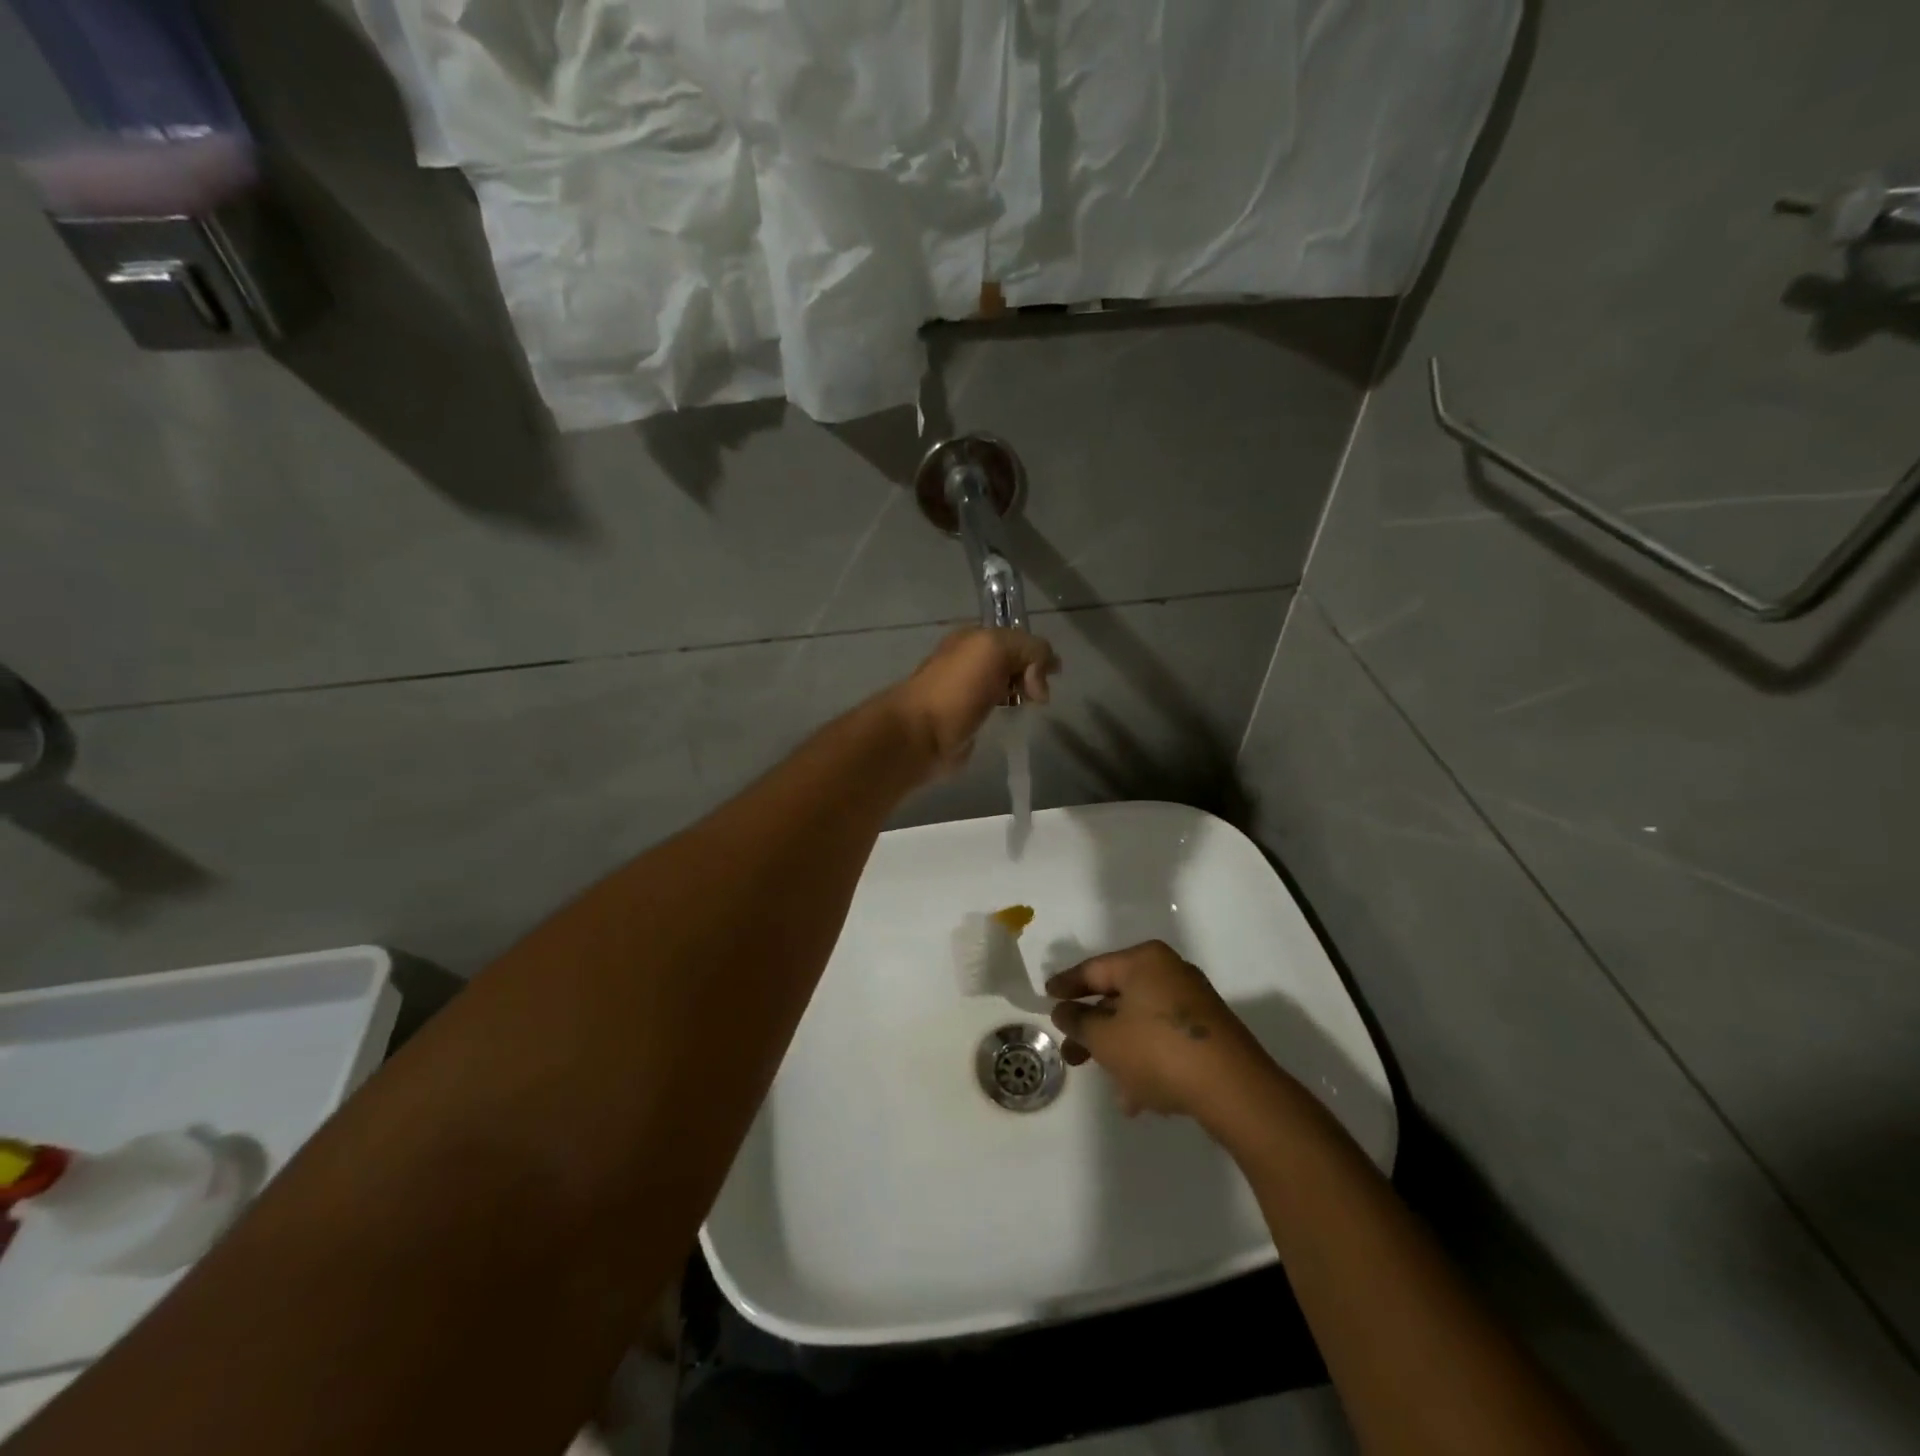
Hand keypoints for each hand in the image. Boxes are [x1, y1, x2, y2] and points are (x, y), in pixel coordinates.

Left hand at [884, 627, 1057, 772]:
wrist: (921, 734)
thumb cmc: (957, 688)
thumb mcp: (996, 649)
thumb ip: (1029, 649)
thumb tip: (1046, 672)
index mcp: (972, 639)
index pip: (1016, 638)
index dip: (1037, 653)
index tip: (1050, 675)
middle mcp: (969, 661)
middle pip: (1014, 662)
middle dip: (1032, 675)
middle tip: (1037, 696)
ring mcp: (967, 692)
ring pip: (1007, 687)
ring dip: (1023, 695)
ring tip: (1029, 709)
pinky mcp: (968, 720)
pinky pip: (997, 711)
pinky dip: (1010, 714)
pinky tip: (1013, 721)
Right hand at [1047, 941, 1273, 1120]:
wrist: (1234, 1090)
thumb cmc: (1159, 1051)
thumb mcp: (1105, 1038)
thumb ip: (1078, 1021)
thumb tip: (1064, 1011)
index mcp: (1144, 961)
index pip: (1094, 969)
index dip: (1066, 985)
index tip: (1046, 997)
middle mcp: (1170, 973)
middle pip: (1118, 998)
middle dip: (1093, 1029)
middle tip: (1071, 1053)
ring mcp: (1193, 1003)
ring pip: (1141, 1023)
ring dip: (1120, 1052)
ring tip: (1109, 1085)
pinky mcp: (1209, 1033)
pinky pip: (1164, 1041)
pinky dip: (1146, 1061)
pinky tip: (1137, 1098)